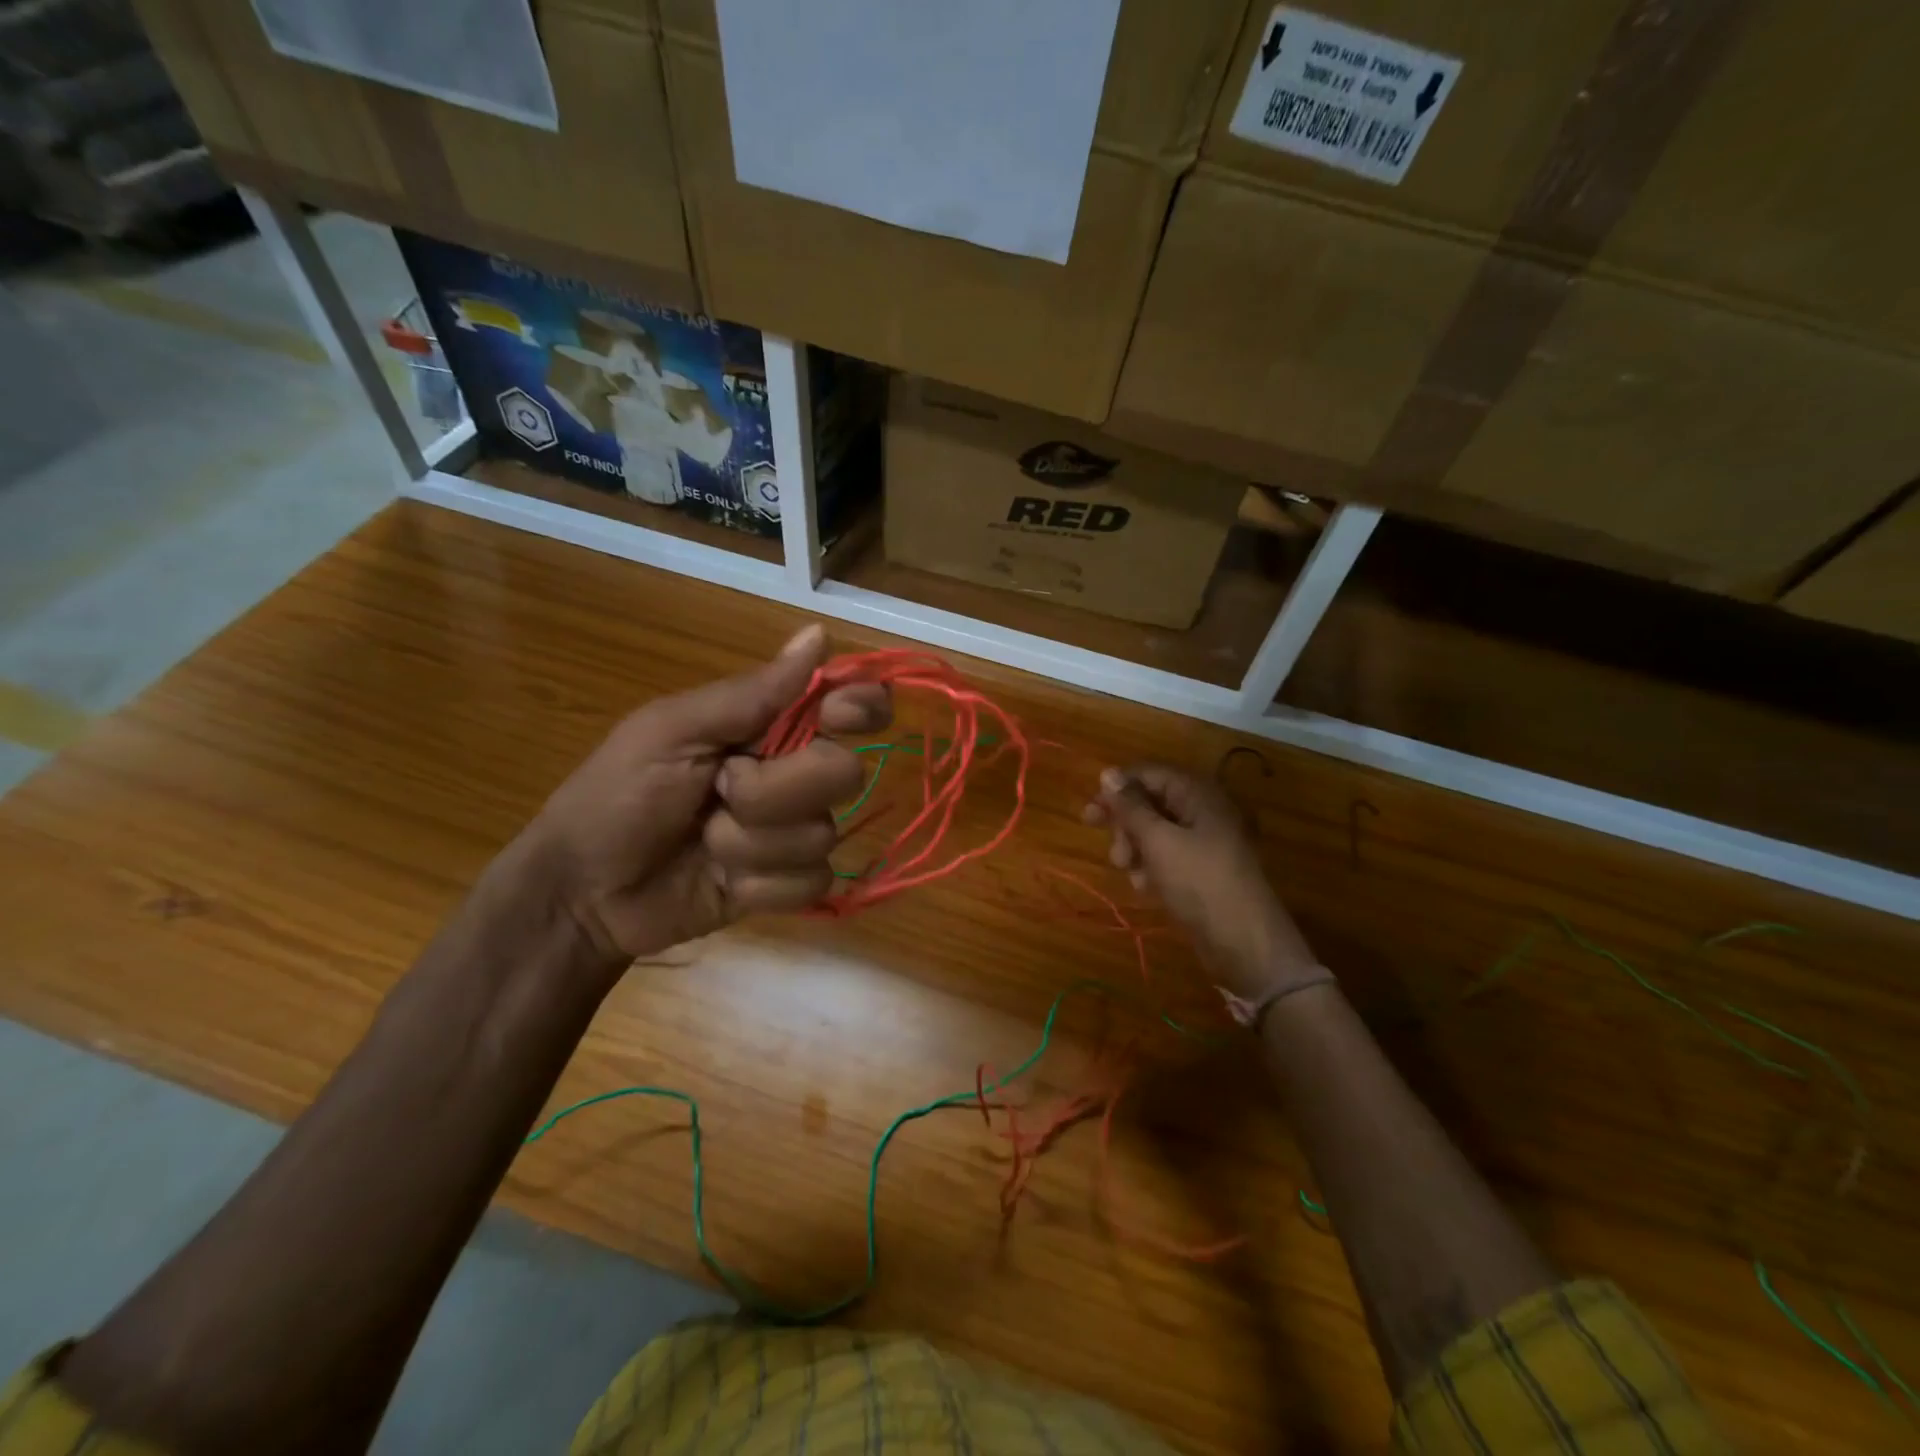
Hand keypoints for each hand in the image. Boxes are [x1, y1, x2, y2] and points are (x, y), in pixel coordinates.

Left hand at [523, 624, 889, 966]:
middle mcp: (793, 773)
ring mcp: (793, 832)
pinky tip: (723, 883)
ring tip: (704, 841)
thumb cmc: (617, 795)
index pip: (848, 704)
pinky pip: (811, 882)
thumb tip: (821, 634)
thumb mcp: (672, 731)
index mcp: (769, 726)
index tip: (840, 715)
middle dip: (775, 790)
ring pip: (823, 834)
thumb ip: (751, 693)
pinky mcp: (789, 884)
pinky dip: (760, 885)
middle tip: (719, 790)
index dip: (861, 705)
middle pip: (842, 773)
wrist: (585, 891)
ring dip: (752, 843)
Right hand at [1084, 764, 1322, 998]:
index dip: (1117, 789)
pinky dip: (1151, 867)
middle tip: (1113, 851)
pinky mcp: (1201, 869)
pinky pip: (1166, 857)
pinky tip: (1145, 887)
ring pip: (1155, 833)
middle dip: (1125, 825)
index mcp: (1197, 794)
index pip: (1148, 774)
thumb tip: (1108, 773)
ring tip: (1130, 872)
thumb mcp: (1158, 840)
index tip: (1090, 813)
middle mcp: (1202, 811)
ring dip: (1135, 849)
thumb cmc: (1199, 881)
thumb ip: (1130, 806)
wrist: (1244, 941)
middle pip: (1150, 803)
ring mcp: (1204, 842)